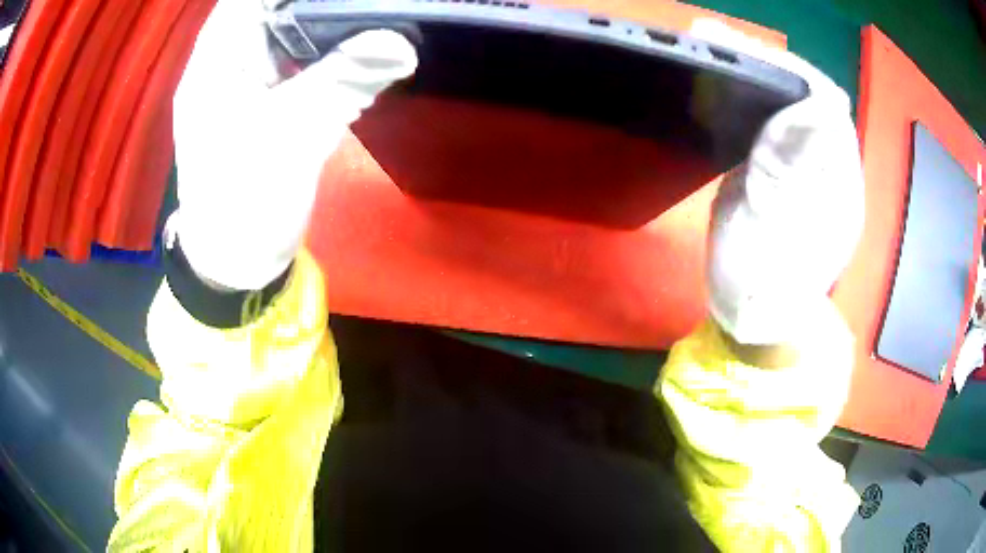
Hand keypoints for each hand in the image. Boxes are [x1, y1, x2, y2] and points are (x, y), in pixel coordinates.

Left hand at [173, 1, 416, 289]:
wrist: (237, 261)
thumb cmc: (243, 203)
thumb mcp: (290, 136)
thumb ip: (343, 81)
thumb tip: (402, 44)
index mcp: (214, 62)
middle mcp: (228, 62)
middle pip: (272, 10)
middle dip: (319, 3)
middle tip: (368, 4)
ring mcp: (247, 82)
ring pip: (288, 33)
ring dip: (328, 24)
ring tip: (370, 16)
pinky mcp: (267, 102)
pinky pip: (299, 61)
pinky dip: (328, 53)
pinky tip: (359, 48)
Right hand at [691, 21, 864, 344]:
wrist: (754, 317)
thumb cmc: (760, 289)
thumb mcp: (774, 235)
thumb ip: (796, 169)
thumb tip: (817, 104)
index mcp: (836, 184)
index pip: (827, 104)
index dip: (791, 71)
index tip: (744, 52)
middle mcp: (830, 170)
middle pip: (810, 97)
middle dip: (769, 65)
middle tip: (718, 45)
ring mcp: (809, 171)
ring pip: (793, 106)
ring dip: (759, 77)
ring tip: (717, 56)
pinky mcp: (787, 174)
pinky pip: (777, 123)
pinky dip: (752, 99)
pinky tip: (728, 92)